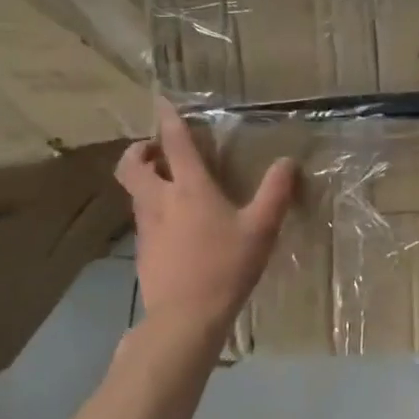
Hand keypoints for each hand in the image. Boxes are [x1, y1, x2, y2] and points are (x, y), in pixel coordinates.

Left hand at [116, 101, 297, 334]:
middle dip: (139, 151)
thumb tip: (287, 161)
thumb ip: (276, 192)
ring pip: (135, 192)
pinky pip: (143, 218)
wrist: (185, 317)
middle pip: (132, 166)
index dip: (168, 120)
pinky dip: (152, 208)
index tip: (160, 101)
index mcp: (190, 189)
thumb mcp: (262, 228)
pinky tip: (175, 225)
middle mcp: (160, 201)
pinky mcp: (143, 251)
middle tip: (156, 149)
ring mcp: (147, 228)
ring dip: (145, 179)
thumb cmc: (226, 266)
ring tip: (168, 183)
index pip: (175, 144)